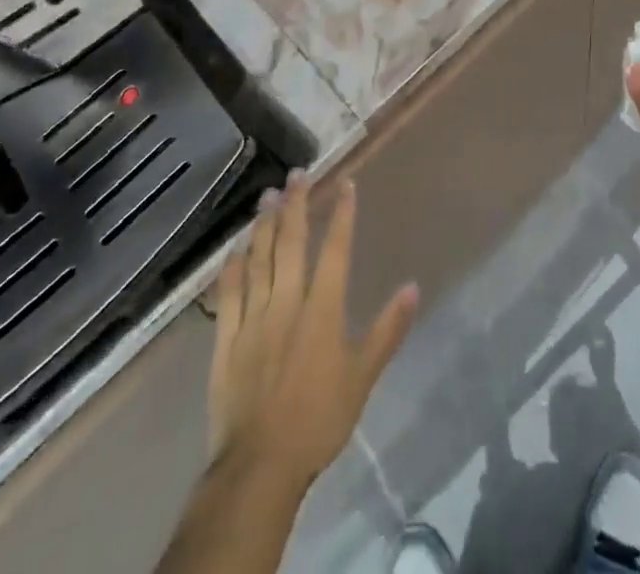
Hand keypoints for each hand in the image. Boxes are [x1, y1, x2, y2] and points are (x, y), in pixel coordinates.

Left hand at [206, 173, 418, 493]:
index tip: (344, 183)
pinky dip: (231, 268)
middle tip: (297, 174)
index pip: (334, 249)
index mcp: (321, 309)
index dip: (341, 214)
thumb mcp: (363, 377)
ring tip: (267, 196)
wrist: (260, 466)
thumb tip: (413, 287)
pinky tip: (234, 249)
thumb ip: (387, 330)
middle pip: (290, 243)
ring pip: (258, 260)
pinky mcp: (226, 340)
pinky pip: (228, 295)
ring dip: (263, 225)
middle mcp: (286, 302)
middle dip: (295, 204)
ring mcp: (252, 318)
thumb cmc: (318, 419)